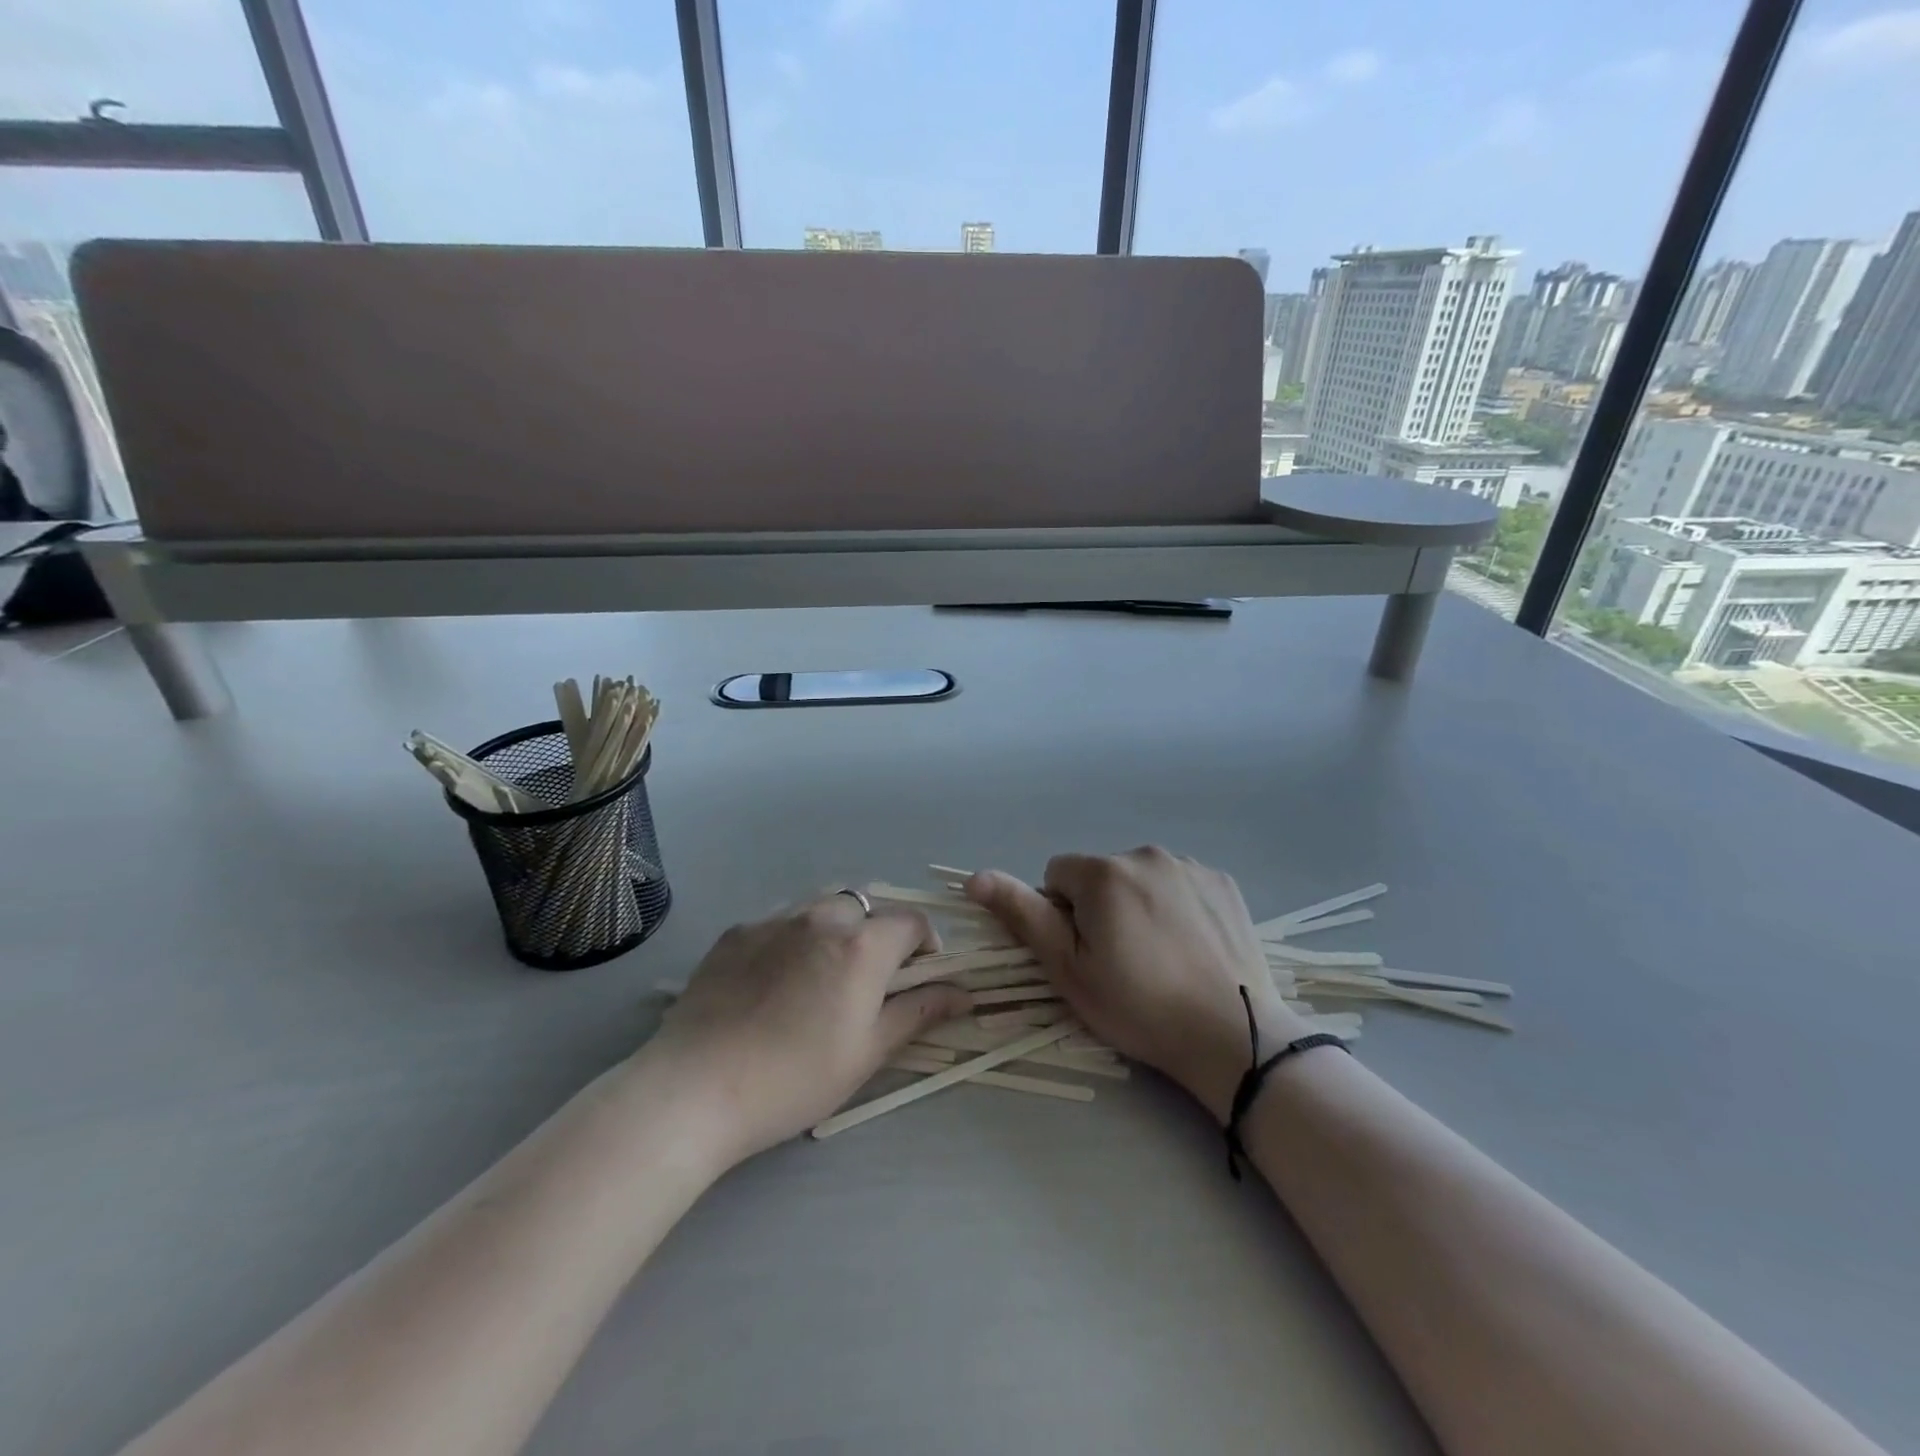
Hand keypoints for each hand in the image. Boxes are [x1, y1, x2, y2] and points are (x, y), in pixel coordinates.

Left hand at [640, 892, 971, 1168]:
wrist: (695, 1088)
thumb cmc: (795, 1078)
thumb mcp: (868, 1051)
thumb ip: (919, 1012)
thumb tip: (964, 993)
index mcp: (862, 945)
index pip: (912, 922)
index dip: (925, 947)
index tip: (917, 980)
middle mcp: (822, 917)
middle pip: (867, 907)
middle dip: (878, 934)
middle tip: (868, 981)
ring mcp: (774, 920)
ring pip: (822, 907)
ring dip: (837, 929)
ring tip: (822, 975)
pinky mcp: (737, 932)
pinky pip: (781, 921)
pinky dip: (795, 938)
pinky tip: (776, 981)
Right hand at [967, 848, 1309, 1120]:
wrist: (1233, 1037)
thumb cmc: (1139, 1007)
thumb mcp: (1069, 969)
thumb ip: (1023, 915)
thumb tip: (976, 875)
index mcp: (1103, 873)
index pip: (1057, 876)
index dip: (1061, 915)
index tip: (1085, 953)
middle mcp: (1146, 854)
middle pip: (1101, 875)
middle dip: (1100, 907)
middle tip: (1122, 960)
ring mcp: (1191, 866)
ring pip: (1141, 878)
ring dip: (1138, 903)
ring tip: (1160, 955)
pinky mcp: (1223, 882)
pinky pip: (1180, 884)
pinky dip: (1176, 905)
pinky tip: (1190, 945)